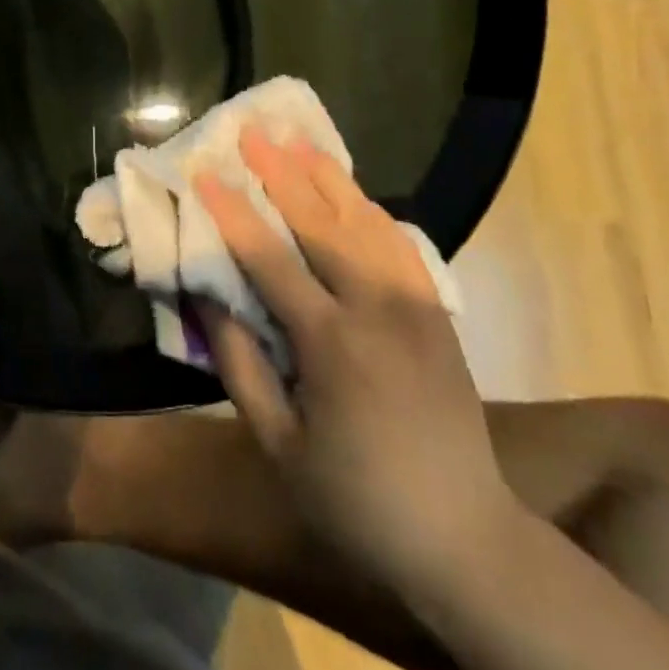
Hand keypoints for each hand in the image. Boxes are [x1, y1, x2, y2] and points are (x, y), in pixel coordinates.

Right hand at [195, 132, 519, 595]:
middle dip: (280, 171)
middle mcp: (376, 309)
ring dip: (327, 176)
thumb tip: (208, 296)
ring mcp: (415, 304)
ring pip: (365, 220)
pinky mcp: (437, 311)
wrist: (464, 539)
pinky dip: (370, 208)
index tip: (204, 172)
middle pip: (320, 222)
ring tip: (298, 140)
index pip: (269, 258)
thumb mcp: (279, 445)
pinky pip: (400, 243)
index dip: (232, 211)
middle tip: (253, 130)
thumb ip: (240, 364)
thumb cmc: (355, 500)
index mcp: (331, 344)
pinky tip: (352, 191)